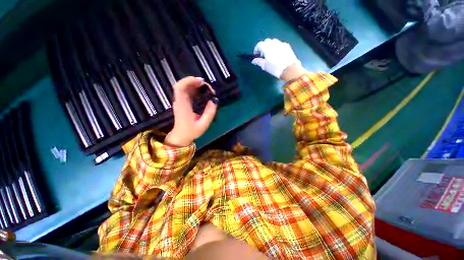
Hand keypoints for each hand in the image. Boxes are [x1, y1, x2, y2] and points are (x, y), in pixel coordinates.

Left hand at [165, 77, 217, 146]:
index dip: (189, 81)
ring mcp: (180, 101)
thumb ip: (209, 113)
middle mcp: (179, 101)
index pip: (180, 88)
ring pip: (184, 87)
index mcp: (183, 106)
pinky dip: (194, 89)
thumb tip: (214, 101)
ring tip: (206, 89)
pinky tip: (202, 92)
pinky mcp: (182, 103)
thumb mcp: (203, 125)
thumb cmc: (191, 131)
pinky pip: (186, 91)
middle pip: (182, 85)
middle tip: (206, 86)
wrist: (181, 136)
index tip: (201, 81)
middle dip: (194, 82)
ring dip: (195, 85)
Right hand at [251, 38, 301, 79]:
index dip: (256, 49)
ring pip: (273, 42)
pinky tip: (277, 54)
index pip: (259, 44)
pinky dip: (276, 47)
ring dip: (270, 46)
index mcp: (267, 47)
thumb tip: (253, 60)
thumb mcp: (265, 66)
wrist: (289, 69)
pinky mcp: (287, 46)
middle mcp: (274, 43)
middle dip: (263, 47)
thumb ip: (258, 62)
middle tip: (263, 55)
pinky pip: (280, 44)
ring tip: (270, 54)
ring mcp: (281, 43)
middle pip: (266, 41)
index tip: (256, 55)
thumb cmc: (275, 68)